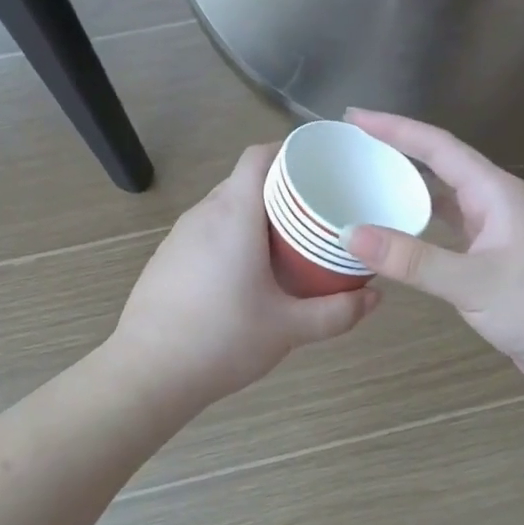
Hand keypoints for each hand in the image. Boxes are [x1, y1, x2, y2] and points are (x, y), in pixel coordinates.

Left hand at [112, 143, 378, 406]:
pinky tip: (245, 272)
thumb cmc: (222, 340)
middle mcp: (203, 215)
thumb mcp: (288, 329)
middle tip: (315, 211)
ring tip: (286, 241)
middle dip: (280, 188)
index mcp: (234, 215)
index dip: (288, 151)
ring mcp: (178, 237)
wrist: (148, 373)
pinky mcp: (166, 259)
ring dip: (254, 214)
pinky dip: (230, 236)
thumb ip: (337, 313)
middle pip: (244, 181)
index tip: (318, 166)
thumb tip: (375, 298)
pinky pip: (205, 231)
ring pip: (223, 207)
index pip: (258, 156)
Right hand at [341, 110, 523, 393]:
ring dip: (404, 189)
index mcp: (495, 192)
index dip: (394, 128)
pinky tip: (392, 234)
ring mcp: (493, 232)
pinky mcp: (489, 260)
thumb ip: (411, 259)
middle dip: (395, 152)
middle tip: (350, 148)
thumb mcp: (472, 282)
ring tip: (363, 183)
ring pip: (441, 199)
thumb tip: (350, 233)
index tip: (353, 117)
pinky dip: (416, 226)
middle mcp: (493, 203)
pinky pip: (444, 230)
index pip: (437, 146)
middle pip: (438, 165)